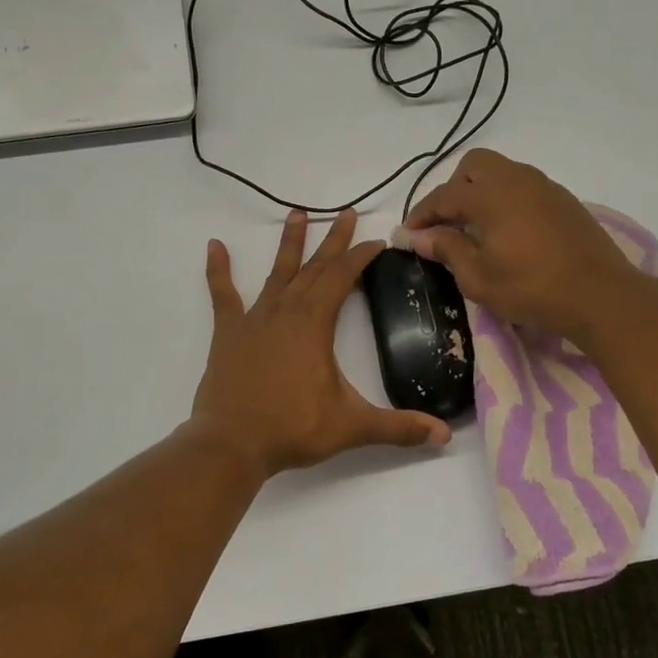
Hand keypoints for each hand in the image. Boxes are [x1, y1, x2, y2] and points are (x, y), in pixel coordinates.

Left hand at [191, 209, 451, 479]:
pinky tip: (214, 246)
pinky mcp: (228, 333)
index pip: (342, 277)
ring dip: (290, 243)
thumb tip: (444, 436)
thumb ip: (397, 428)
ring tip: (298, 213)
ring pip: (277, 272)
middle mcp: (285, 311)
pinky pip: (223, 295)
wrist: (230, 444)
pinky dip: (218, 270)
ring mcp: (254, 319)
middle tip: (347, 213)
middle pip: (315, 267)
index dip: (360, 257)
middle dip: (334, 241)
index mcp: (314, 323)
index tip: (376, 241)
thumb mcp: (351, 427)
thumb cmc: (291, 429)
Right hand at [405, 148, 651, 341]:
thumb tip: (418, 236)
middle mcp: (516, 179)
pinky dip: (506, 201)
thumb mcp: (478, 278)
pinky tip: (509, 233)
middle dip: (453, 190)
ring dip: (481, 193)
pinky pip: (523, 187)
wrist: (600, 295)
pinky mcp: (564, 200)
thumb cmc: (531, 288)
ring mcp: (544, 186)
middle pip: (473, 166)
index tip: (408, 235)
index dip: (421, 215)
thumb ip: (446, 249)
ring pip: (501, 173)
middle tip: (447, 224)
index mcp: (490, 195)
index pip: (443, 196)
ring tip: (476, 229)